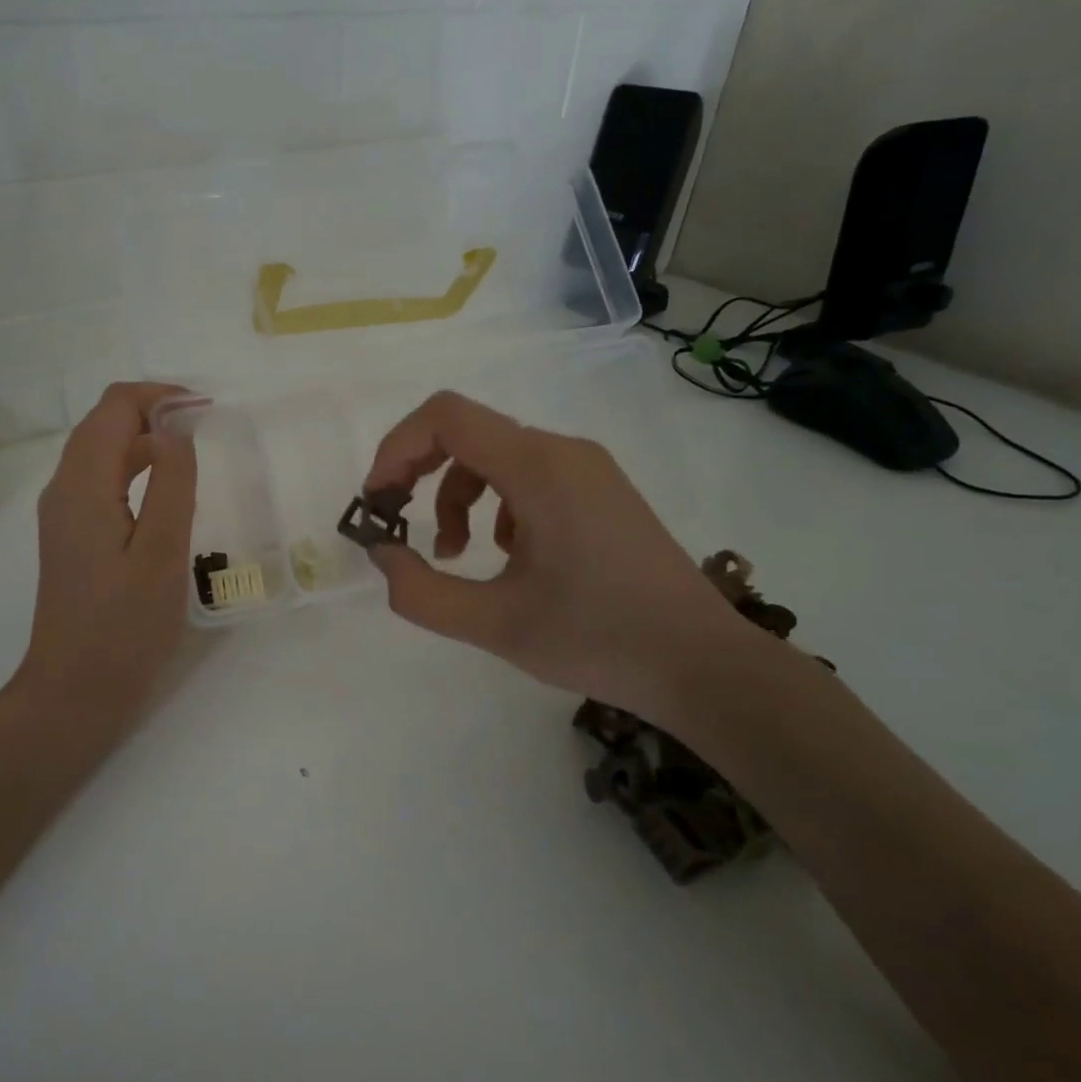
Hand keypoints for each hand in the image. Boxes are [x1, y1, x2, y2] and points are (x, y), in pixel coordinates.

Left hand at [12, 383, 196, 730]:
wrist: (74, 692)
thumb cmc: (125, 627)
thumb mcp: (162, 552)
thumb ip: (173, 482)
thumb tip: (175, 427)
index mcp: (83, 485)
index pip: (114, 407)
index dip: (160, 396)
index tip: (206, 409)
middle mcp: (64, 489)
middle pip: (103, 423)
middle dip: (153, 411)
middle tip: (206, 426)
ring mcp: (63, 514)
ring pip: (101, 452)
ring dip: (144, 438)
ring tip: (192, 451)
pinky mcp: (71, 536)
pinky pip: (101, 482)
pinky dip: (134, 468)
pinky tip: (165, 492)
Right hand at [361, 391, 754, 730]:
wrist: (702, 664)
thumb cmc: (598, 640)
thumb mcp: (494, 625)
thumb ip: (421, 592)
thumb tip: (382, 555)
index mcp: (539, 469)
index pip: (446, 417)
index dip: (396, 448)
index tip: (377, 501)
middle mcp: (563, 452)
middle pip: (468, 433)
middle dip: (420, 475)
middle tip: (400, 526)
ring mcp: (587, 469)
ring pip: (496, 457)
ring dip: (457, 497)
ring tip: (457, 556)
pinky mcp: (599, 491)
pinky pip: (528, 477)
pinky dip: (495, 506)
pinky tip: (509, 558)